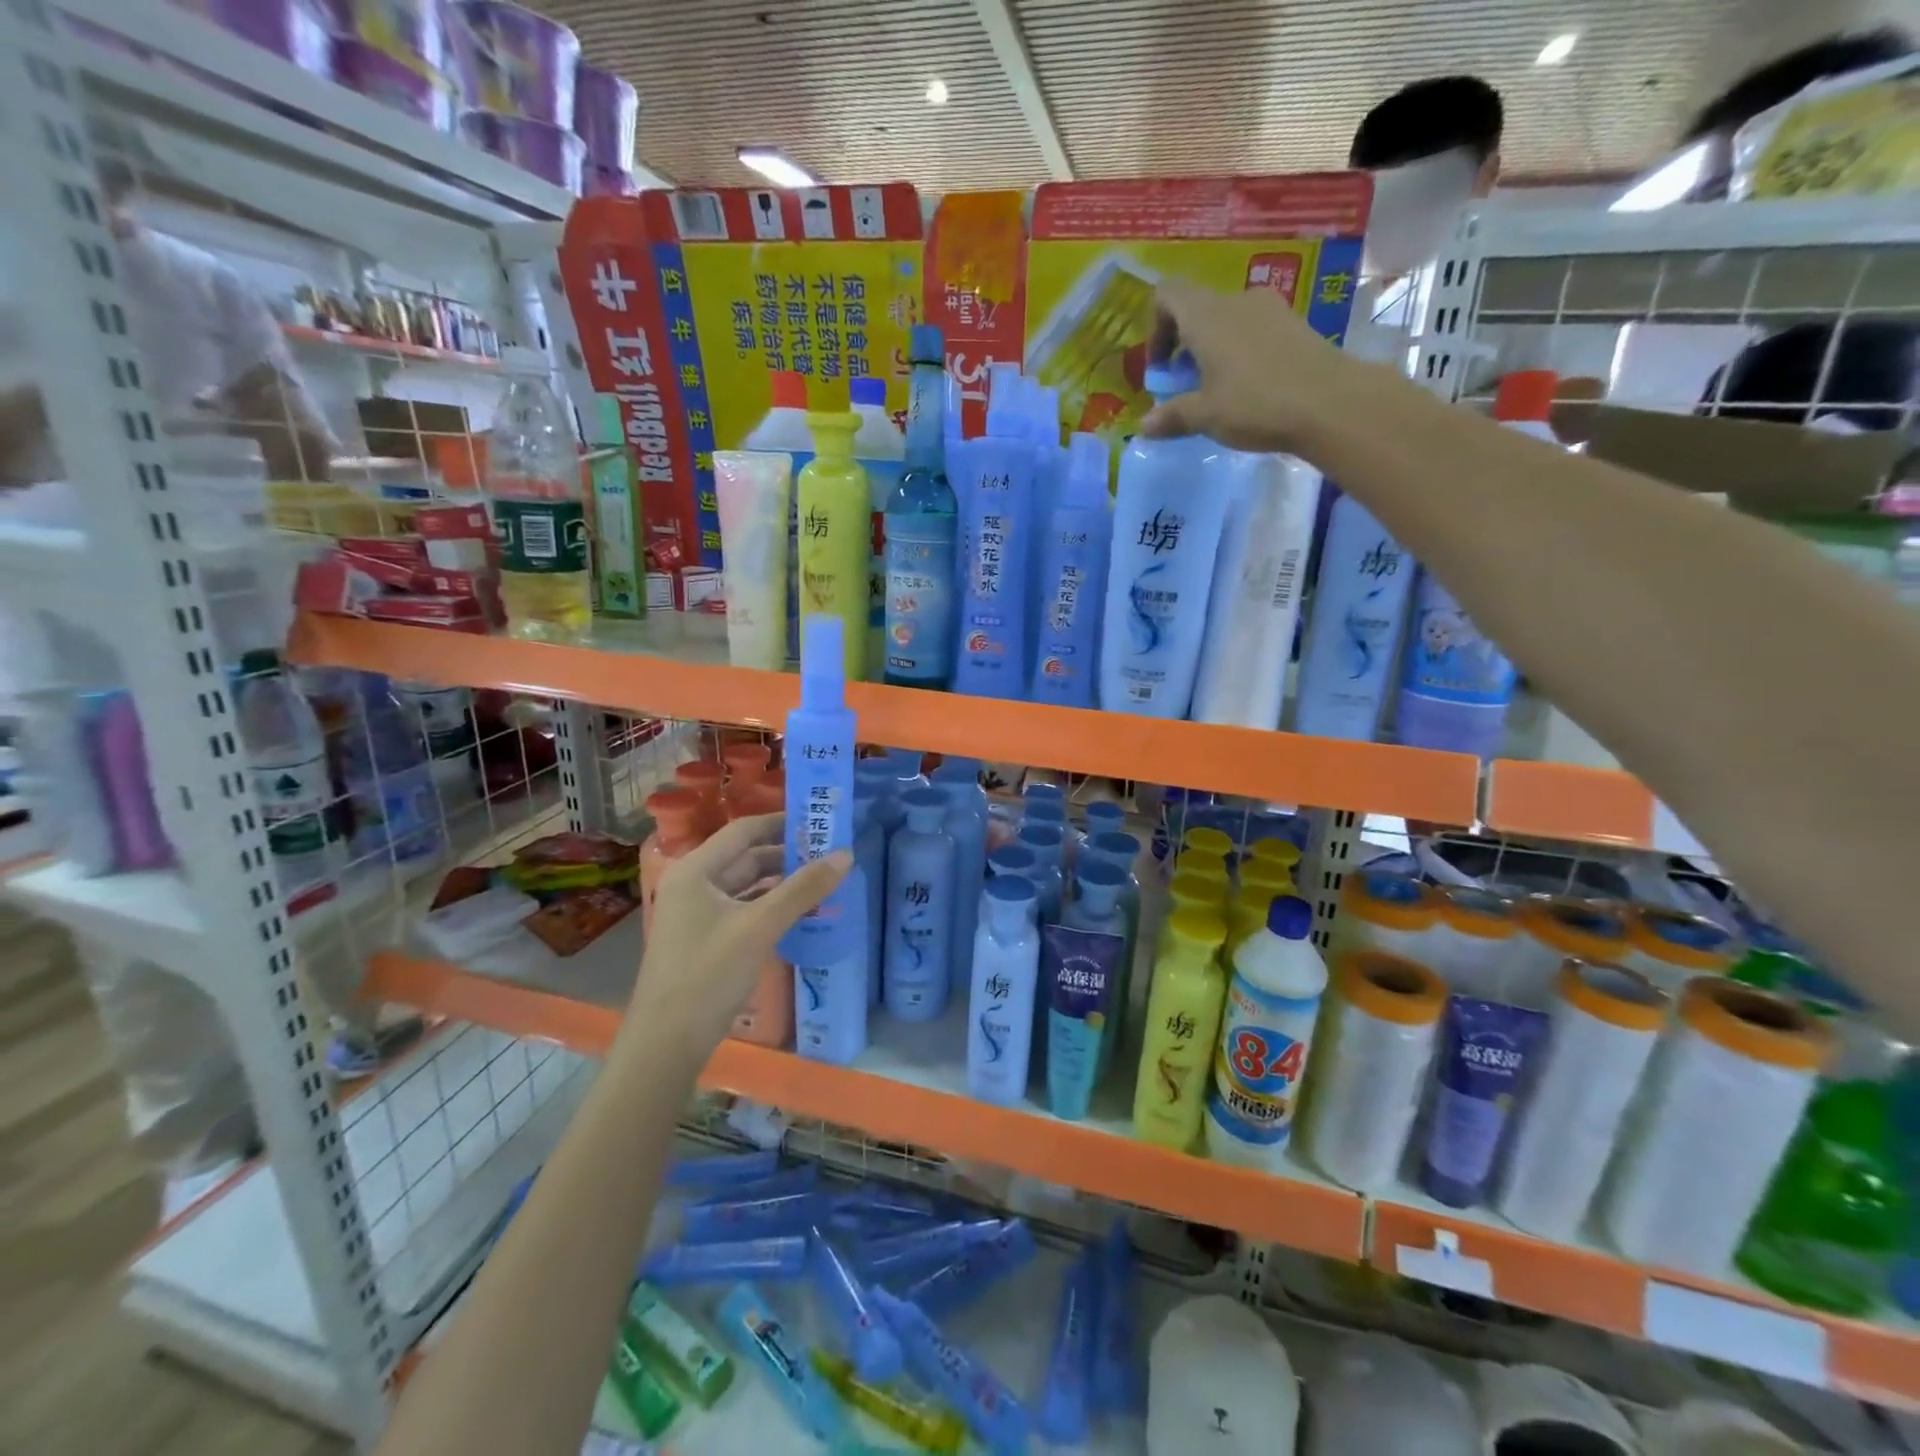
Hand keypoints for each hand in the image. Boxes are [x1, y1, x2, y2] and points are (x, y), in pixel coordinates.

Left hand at [629, 813, 850, 1050]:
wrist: (667, 1044)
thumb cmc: (708, 975)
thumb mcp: (760, 927)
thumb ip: (803, 889)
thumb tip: (846, 854)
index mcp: (695, 871)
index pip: (743, 830)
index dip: (781, 822)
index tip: (819, 822)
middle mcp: (692, 884)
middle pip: (745, 857)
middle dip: (787, 855)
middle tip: (830, 854)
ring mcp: (696, 914)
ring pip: (746, 886)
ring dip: (781, 883)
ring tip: (822, 881)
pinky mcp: (704, 940)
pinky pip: (742, 910)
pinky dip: (770, 907)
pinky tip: (799, 913)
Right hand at [1138, 279, 1363, 454]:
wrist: (1330, 402)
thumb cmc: (1255, 404)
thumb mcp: (1205, 416)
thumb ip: (1172, 416)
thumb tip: (1144, 425)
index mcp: (1206, 316)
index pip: (1168, 294)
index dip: (1156, 326)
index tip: (1160, 366)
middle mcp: (1236, 301)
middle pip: (1197, 309)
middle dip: (1183, 345)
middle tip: (1183, 385)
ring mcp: (1269, 309)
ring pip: (1226, 320)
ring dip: (1212, 350)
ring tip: (1216, 390)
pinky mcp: (1294, 324)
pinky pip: (1253, 330)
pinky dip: (1240, 352)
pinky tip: (1247, 388)